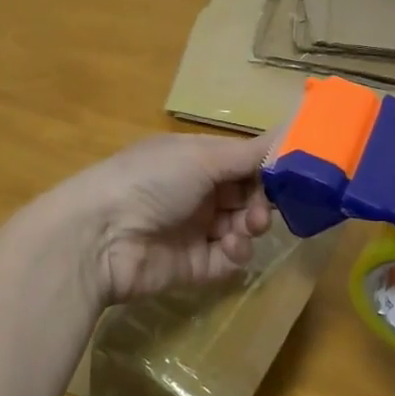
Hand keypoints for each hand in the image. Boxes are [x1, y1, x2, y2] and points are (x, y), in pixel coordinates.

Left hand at [53, 132, 274, 304]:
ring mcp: (194, 230)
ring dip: (250, 226)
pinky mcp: (192, 266)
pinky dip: (235, 253)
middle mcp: (196, 192)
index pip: (242, 161)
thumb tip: (291, 128)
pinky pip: (227, 259)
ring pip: (240, 228)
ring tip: (246, 228)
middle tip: (261, 209)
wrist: (99, 237)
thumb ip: (249, 152)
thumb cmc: (151, 180)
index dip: (267, 168)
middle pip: (246, 196)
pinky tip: (230, 248)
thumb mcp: (201, 157)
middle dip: (261, 200)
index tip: (295, 174)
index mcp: (194, 159)